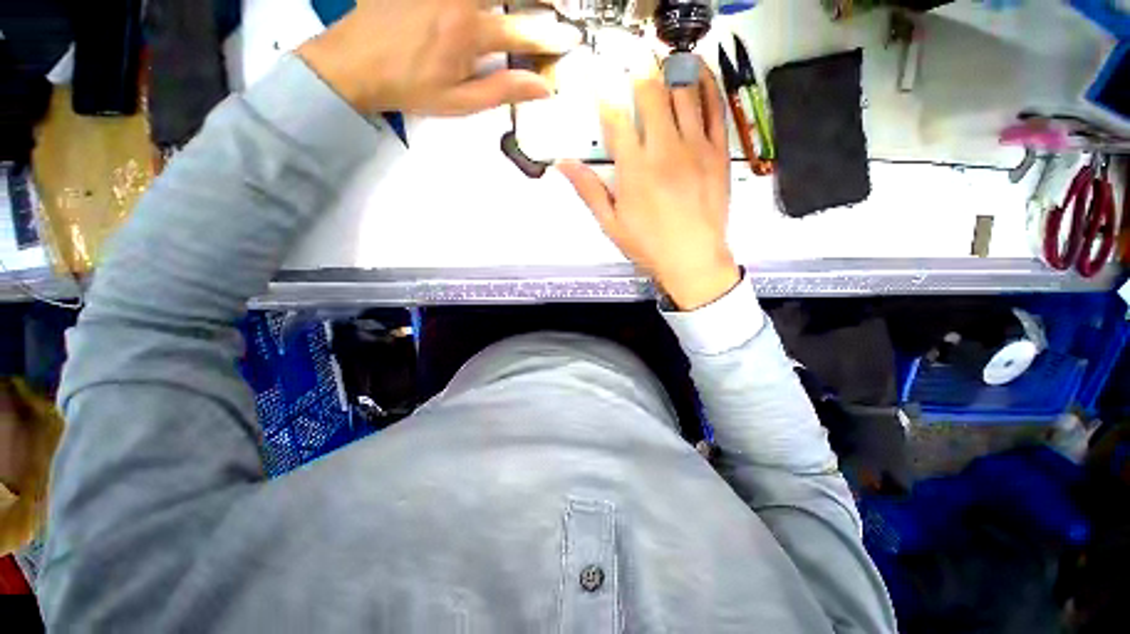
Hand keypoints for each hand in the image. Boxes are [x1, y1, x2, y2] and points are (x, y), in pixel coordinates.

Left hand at [297, 0, 580, 115]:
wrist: (353, 64)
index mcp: (468, 32)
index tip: (571, 39)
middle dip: (536, 4)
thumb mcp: (460, 102)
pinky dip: (477, 2)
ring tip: (522, 11)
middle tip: (554, 10)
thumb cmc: (410, 87)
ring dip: (506, 1)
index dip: (551, 37)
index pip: (522, 32)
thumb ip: (503, 90)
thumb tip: (541, 88)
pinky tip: (481, 11)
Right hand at [558, 61, 739, 310]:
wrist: (693, 259)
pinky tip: (698, 72)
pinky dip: (706, 84)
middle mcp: (664, 150)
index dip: (604, 95)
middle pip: (650, 93)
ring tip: (660, 65)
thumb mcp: (611, 223)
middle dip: (637, 74)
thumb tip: (563, 165)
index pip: (615, 118)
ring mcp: (695, 147)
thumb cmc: (649, 245)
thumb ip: (588, 190)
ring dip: (668, 73)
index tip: (598, 83)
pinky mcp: (718, 152)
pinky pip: (715, 107)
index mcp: (634, 170)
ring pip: (683, 92)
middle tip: (631, 66)